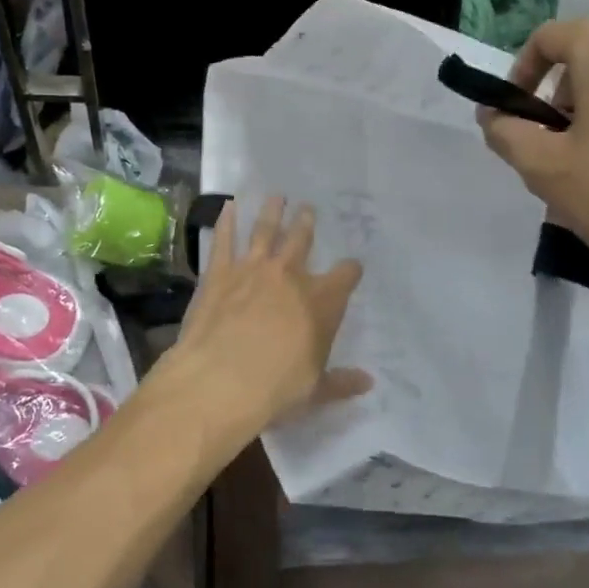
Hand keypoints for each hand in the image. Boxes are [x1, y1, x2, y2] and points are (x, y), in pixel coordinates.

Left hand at [163, 197, 369, 441]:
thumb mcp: (315, 391)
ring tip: (276, 197)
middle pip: (302, 240)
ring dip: (272, 212)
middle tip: (308, 208)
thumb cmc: (275, 389)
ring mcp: (253, 269)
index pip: (345, 276)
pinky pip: (224, 239)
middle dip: (306, 224)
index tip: (352, 266)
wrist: (221, 381)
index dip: (350, 270)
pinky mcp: (219, 272)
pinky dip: (226, 221)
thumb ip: (341, 382)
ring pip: (266, 230)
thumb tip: (368, 382)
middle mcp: (290, 276)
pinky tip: (228, 206)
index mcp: (321, 302)